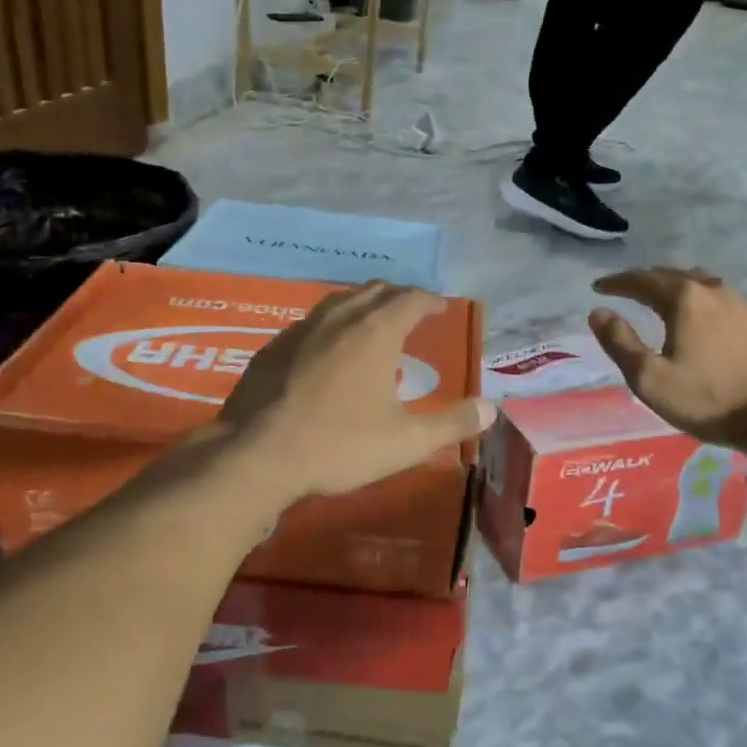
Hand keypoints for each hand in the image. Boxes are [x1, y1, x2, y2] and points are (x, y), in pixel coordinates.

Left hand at [218, 282, 494, 502]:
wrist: (256, 455)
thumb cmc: (339, 445)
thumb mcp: (406, 442)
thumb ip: (452, 423)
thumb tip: (491, 409)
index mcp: (376, 332)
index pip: (411, 299)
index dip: (429, 300)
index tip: (440, 308)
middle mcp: (340, 319)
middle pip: (375, 291)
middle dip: (398, 297)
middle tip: (411, 313)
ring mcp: (300, 329)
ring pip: (339, 302)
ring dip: (362, 305)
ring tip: (372, 324)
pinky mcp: (272, 348)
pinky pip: (310, 323)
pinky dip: (330, 326)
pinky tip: (326, 352)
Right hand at [588, 268, 746, 447]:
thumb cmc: (709, 399)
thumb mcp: (651, 378)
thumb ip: (620, 343)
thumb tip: (598, 312)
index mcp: (684, 299)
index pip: (641, 280)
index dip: (616, 282)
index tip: (598, 288)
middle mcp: (713, 291)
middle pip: (671, 275)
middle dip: (645, 280)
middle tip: (626, 290)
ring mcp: (742, 304)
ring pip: (700, 284)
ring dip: (675, 286)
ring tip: (662, 298)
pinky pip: (721, 300)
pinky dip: (700, 301)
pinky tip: (702, 319)